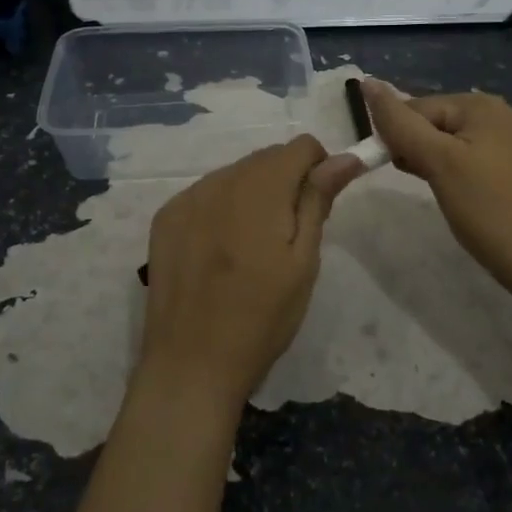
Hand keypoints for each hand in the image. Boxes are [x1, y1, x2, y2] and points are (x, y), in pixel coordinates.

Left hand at [140, 136, 359, 409]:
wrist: (191, 364)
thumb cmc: (262, 318)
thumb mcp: (303, 261)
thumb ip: (318, 200)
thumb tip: (345, 157)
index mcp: (260, 188)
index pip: (300, 146)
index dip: (319, 169)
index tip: (319, 207)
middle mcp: (219, 180)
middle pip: (266, 158)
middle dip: (286, 182)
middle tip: (288, 236)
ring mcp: (187, 198)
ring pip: (235, 174)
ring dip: (254, 194)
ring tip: (252, 248)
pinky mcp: (165, 218)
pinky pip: (206, 193)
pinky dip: (222, 208)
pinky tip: (221, 251)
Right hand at [362, 82, 511, 296]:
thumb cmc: (486, 208)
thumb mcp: (438, 162)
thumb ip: (400, 123)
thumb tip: (367, 83)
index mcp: (481, 104)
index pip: (417, 107)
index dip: (398, 135)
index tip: (393, 168)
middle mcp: (498, 113)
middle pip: (433, 121)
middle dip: (415, 147)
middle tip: (418, 181)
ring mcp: (508, 141)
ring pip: (447, 141)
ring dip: (429, 161)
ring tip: (434, 189)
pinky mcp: (511, 167)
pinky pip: (466, 157)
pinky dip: (449, 170)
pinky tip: (449, 191)